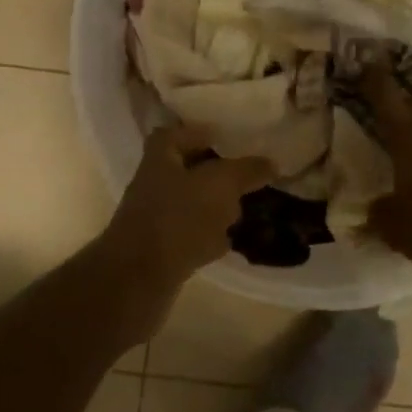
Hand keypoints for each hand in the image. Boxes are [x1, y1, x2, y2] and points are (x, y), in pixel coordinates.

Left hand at [99, 125, 274, 294]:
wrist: (140, 278)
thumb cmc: (178, 217)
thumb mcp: (220, 184)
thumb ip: (246, 170)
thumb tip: (271, 162)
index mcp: (161, 157)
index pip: (177, 134)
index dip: (200, 133)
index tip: (229, 139)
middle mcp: (154, 184)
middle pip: (187, 170)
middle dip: (216, 173)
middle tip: (246, 175)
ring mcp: (156, 218)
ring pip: (191, 204)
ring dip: (216, 206)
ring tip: (245, 207)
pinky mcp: (162, 249)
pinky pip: (191, 235)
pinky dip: (210, 236)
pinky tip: (233, 240)